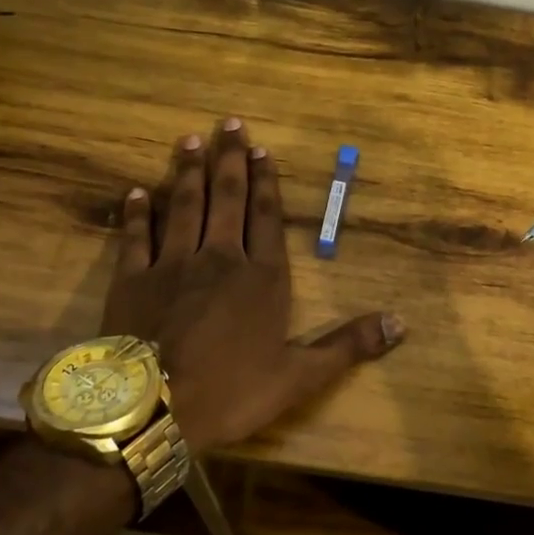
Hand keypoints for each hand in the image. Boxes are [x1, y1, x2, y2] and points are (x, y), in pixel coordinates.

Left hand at [100, 120, 403, 453]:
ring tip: (191, 140)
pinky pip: (136, 238)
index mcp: (262, 278)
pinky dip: (137, 213)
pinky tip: (137, 192)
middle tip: (229, 123)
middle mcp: (219, 259)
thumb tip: (401, 323)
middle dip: (230, 160)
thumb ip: (348, 345)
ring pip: (183, 207)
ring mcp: (172, 266)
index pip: (267, 218)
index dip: (266, 183)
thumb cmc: (231, 391)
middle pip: (226, 200)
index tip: (262, 150)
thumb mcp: (300, 376)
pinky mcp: (132, 280)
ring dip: (188, 173)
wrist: (154, 411)